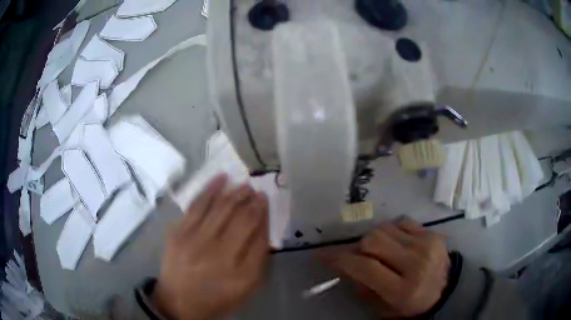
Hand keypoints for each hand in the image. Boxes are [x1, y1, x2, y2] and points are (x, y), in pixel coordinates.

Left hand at [152, 174, 269, 319]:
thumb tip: (263, 225)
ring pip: (220, 208)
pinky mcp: (178, 232)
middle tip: (256, 190)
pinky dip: (210, 189)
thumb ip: (257, 258)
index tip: (265, 200)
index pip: (259, 237)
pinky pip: (196, 205)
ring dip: (234, 193)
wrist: (178, 300)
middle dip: (251, 201)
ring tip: (243, 184)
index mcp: (241, 274)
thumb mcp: (245, 287)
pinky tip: (221, 178)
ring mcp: (195, 242)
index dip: (263, 215)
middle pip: (241, 220)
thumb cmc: (216, 296)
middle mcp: (219, 256)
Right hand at [321, 217, 448, 317]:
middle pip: (374, 241)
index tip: (323, 255)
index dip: (341, 259)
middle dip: (358, 247)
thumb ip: (361, 285)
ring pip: (385, 228)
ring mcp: (427, 245)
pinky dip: (392, 231)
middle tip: (356, 255)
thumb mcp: (382, 306)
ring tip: (379, 251)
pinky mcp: (433, 233)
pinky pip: (402, 222)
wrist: (445, 291)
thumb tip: (343, 263)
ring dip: (375, 239)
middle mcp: (416, 264)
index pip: (366, 268)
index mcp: (402, 290)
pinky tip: (396, 243)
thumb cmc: (410, 305)